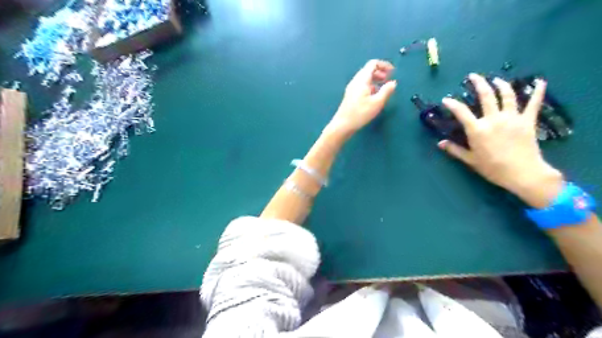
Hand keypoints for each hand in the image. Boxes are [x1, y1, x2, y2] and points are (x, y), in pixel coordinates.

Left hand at [328, 59, 398, 136]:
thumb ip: (386, 91)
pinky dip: (370, 86)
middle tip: (388, 80)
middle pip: (368, 70)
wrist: (342, 125)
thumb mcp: (377, 103)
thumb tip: (393, 83)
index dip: (384, 65)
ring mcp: (352, 88)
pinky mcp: (350, 95)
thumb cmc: (360, 113)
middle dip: (380, 72)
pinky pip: (362, 85)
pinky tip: (374, 96)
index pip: (373, 64)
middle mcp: (355, 81)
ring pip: (365, 78)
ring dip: (375, 80)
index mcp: (362, 79)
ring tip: (383, 89)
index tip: (392, 72)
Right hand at [438, 73, 564, 208]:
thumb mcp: (470, 160)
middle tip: (473, 76)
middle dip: (478, 83)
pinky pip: (534, 103)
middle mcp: (493, 119)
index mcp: (477, 129)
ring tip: (496, 79)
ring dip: (501, 84)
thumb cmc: (493, 168)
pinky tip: (540, 81)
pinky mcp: (527, 121)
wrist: (523, 174)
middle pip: (486, 96)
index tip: (446, 99)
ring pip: (507, 95)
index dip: (452, 104)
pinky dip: (537, 91)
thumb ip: (455, 150)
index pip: (461, 112)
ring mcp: (512, 118)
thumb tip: (440, 143)